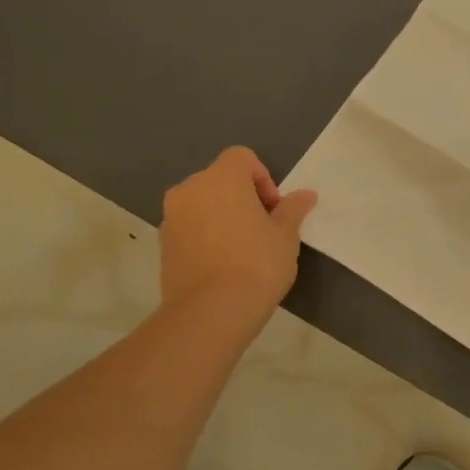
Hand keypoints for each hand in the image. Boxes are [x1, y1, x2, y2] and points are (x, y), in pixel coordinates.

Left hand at [160, 147, 316, 324]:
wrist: (211, 311)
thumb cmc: (257, 262)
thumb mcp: (286, 234)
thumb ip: (293, 209)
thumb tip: (305, 195)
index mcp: (220, 179)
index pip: (241, 157)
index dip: (262, 177)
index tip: (274, 208)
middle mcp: (189, 190)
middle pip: (220, 180)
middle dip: (243, 197)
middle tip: (264, 227)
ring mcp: (171, 218)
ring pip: (203, 204)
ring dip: (223, 216)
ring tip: (244, 248)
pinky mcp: (163, 245)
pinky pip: (191, 227)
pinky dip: (207, 235)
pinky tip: (225, 263)